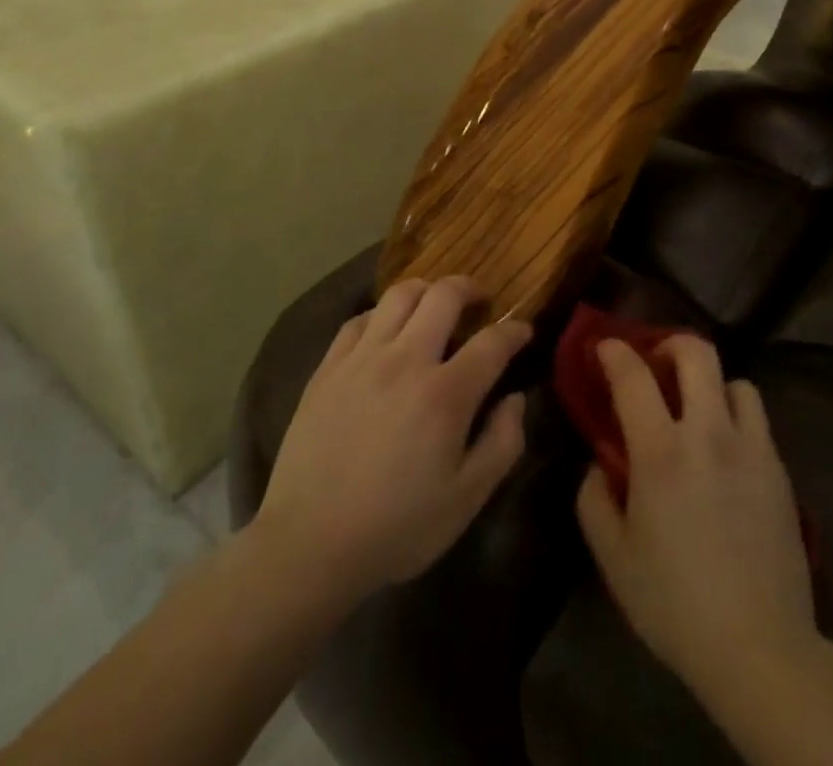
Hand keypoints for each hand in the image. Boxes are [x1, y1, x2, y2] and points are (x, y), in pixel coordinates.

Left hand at [253, 279, 530, 603]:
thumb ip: (502, 443)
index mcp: (445, 393)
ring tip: (435, 305)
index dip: (515, 331)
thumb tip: (516, 399)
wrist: (308, 543)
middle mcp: (406, 360)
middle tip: (480, 301)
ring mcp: (362, 358)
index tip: (523, 332)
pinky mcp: (329, 366)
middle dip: (470, 288)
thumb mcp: (466, 500)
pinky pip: (360, 318)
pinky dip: (382, 314)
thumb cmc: (396, 527)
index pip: (492, 342)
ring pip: (400, 294)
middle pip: (444, 295)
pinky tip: (387, 331)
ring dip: (426, 290)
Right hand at [576, 337, 816, 698]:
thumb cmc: (675, 603)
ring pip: (736, 380)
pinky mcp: (779, 470)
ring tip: (698, 410)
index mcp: (661, 451)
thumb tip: (599, 465)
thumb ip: (593, 499)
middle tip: (656, 365)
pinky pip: (757, 418)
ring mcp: (751, 448)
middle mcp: (709, 434)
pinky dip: (736, 416)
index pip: (633, 375)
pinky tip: (725, 451)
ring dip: (710, 384)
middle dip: (670, 344)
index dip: (614, 351)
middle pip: (697, 353)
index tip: (603, 347)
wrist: (761, 649)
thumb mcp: (613, 557)